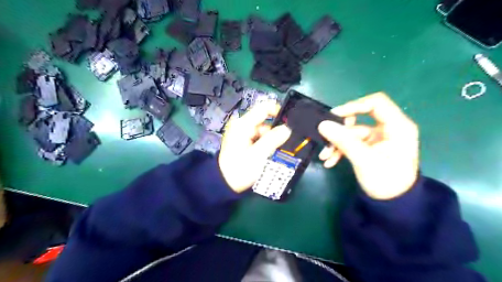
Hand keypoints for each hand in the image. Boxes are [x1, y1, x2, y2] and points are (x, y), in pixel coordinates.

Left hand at [218, 101, 292, 193]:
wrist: (225, 183)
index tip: (290, 122)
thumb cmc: (239, 169)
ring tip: (276, 151)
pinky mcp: (243, 141)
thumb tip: (287, 129)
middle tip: (284, 143)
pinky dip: (265, 144)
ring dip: (271, 139)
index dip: (278, 111)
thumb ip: (273, 140)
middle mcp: (242, 125)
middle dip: (275, 131)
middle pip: (264, 121)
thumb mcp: (258, 155)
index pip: (264, 108)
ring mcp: (242, 133)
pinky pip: (258, 138)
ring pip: (263, 131)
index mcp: (243, 125)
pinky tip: (268, 153)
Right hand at [317, 93, 420, 199]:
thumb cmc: (386, 182)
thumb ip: (343, 141)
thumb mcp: (364, 160)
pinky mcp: (370, 146)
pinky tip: (330, 161)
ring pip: (352, 133)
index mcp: (398, 127)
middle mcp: (388, 128)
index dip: (354, 106)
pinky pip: (351, 142)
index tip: (334, 116)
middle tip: (325, 137)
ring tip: (324, 157)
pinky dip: (340, 150)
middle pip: (359, 118)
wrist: (392, 204)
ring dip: (336, 144)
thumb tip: (322, 124)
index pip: (376, 103)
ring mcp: (378, 138)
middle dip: (341, 130)